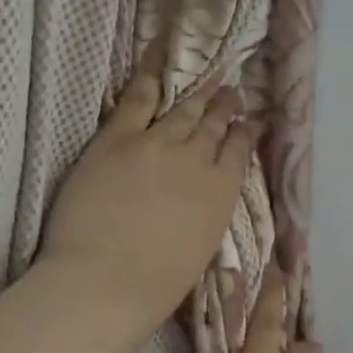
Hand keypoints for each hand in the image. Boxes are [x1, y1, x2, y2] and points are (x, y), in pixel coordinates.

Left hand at [39, 67, 253, 341]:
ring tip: (206, 82)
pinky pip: (137, 101)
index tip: (246, 125)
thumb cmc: (157, 284)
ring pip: (182, 111)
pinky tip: (157, 69)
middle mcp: (197, 160)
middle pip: (213, 126)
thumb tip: (205, 197)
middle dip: (223, 108)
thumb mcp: (203, 246)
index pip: (238, 152)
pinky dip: (149, 81)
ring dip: (197, 95)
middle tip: (230, 92)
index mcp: (221, 193)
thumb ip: (207, 212)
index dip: (242, 135)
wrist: (106, 280)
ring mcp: (157, 145)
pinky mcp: (117, 139)